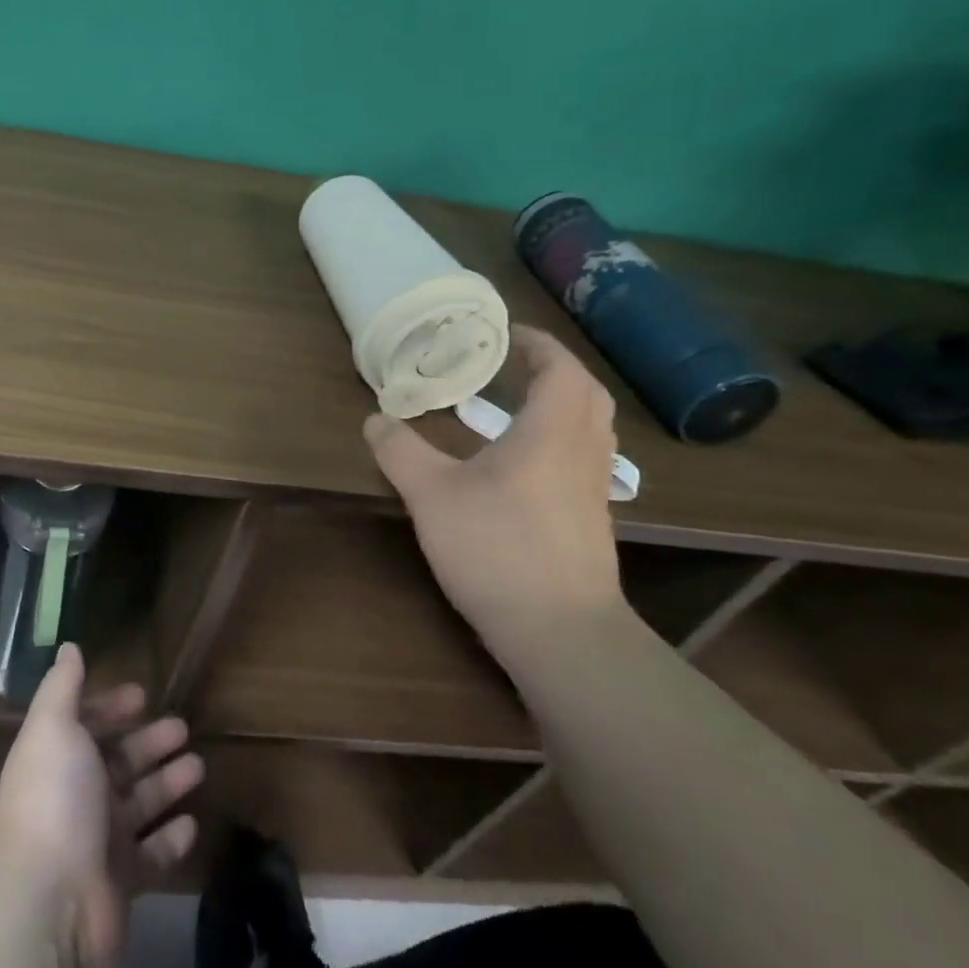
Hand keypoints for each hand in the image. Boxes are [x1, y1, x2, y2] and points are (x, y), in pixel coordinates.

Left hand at [0, 644, 203, 967]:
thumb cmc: (54, 798)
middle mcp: (77, 795)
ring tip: (198, 766)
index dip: (111, 707)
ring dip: (167, 783)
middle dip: (149, 742)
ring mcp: (100, 840)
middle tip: (183, 728)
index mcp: (58, 757)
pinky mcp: (122, 881)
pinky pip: (152, 854)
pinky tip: (192, 823)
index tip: (142, 694)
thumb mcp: (53, 727)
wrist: (51, 898)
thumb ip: (63, 686)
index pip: (86, 724)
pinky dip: (171, 838)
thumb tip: (69, 646)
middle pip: (119, 761)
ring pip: (140, 803)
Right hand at [364, 325, 625, 670]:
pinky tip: (522, 464)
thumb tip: (375, 418)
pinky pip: (584, 460)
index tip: (506, 333)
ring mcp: (593, 490)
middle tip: (513, 365)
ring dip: (562, 405)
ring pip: (592, 429)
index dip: (538, 344)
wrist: (561, 634)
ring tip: (516, 406)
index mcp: (552, 432)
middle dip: (555, 370)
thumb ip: (401, 451)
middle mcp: (583, 453)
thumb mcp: (432, 495)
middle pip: (586, 395)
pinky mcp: (591, 522)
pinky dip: (561, 441)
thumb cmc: (498, 549)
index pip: (560, 369)